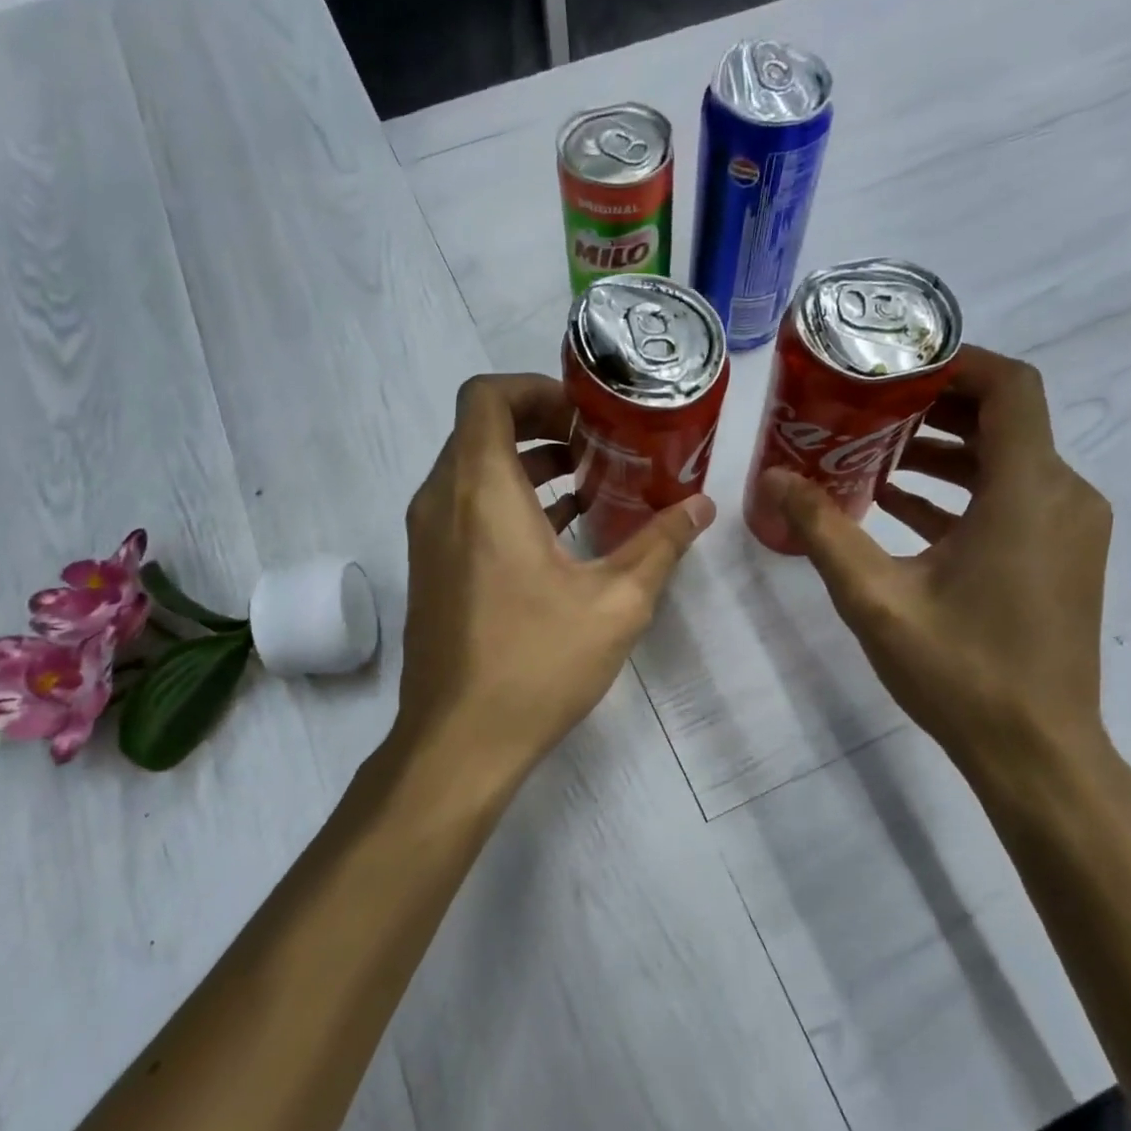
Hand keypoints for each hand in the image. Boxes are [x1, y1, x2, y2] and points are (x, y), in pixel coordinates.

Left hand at [395, 373, 713, 792]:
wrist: (459, 740)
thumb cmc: (536, 663)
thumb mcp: (616, 603)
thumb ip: (660, 545)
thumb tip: (701, 508)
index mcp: (481, 492)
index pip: (486, 396)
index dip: (535, 389)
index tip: (584, 414)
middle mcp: (442, 501)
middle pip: (480, 429)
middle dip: (540, 424)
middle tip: (597, 444)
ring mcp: (429, 537)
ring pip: (471, 469)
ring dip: (525, 464)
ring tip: (587, 483)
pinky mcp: (430, 568)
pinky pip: (464, 507)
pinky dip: (506, 500)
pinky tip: (559, 531)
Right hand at [763, 346, 1111, 772]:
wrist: (1037, 751)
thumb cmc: (960, 671)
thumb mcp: (874, 598)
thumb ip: (822, 530)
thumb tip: (773, 478)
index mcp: (1027, 491)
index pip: (1010, 386)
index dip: (956, 361)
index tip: (895, 365)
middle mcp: (1063, 496)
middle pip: (1007, 419)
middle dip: (935, 406)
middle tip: (868, 407)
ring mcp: (1069, 529)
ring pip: (1008, 461)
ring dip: (946, 451)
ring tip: (874, 454)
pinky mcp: (1062, 558)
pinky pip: (1013, 500)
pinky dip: (962, 492)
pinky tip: (900, 507)